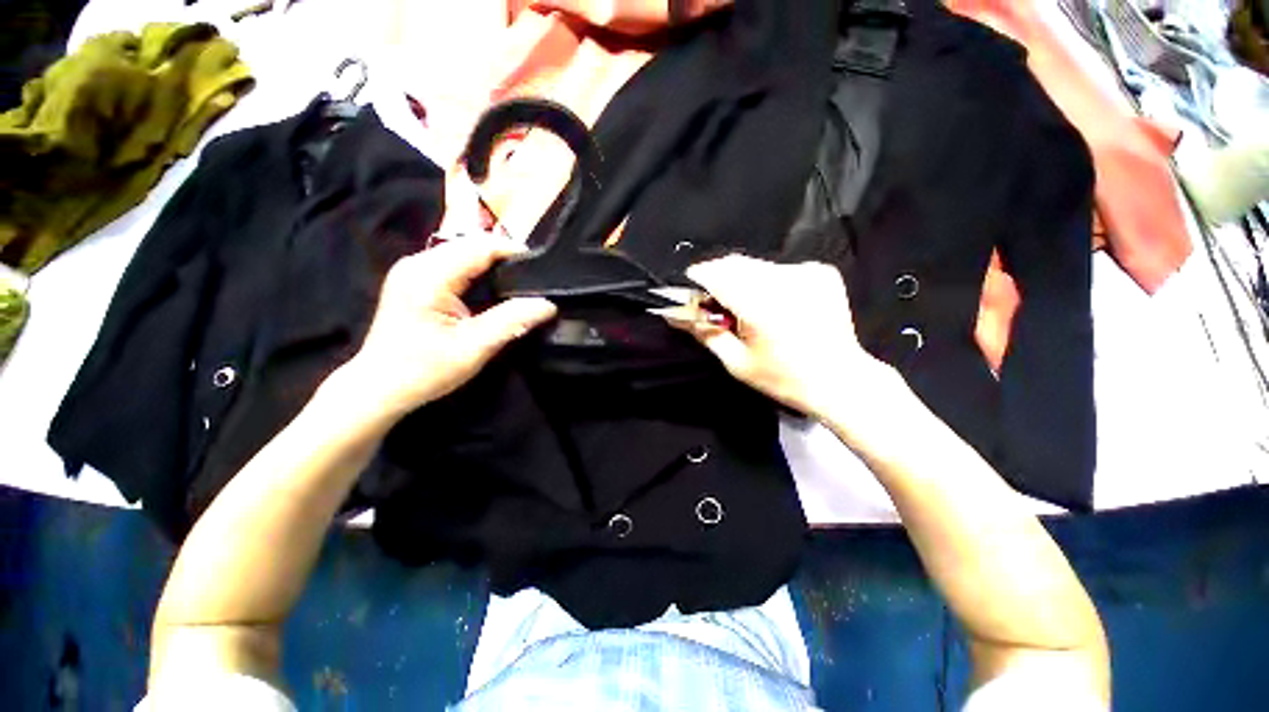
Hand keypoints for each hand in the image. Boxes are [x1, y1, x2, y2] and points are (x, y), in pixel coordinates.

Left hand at [336, 236, 556, 422]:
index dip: (515, 252)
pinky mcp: (414, 280)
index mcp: (429, 275)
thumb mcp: (474, 348)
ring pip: (464, 253)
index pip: (481, 246)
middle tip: (535, 280)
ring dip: (493, 265)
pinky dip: (479, 273)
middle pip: (472, 245)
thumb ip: (512, 322)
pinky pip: (455, 264)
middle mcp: (418, 262)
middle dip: (506, 258)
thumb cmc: (424, 370)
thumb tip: (548, 305)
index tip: (544, 268)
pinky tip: (493, 291)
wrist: (379, 388)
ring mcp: (413, 269)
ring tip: (520, 285)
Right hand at [663, 255, 899, 420]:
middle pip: (734, 264)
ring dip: (742, 280)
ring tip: (747, 308)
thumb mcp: (736, 362)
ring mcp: (804, 271)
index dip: (697, 280)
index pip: (714, 273)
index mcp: (758, 303)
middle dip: (718, 280)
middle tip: (717, 307)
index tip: (691, 296)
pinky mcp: (820, 271)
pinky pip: (779, 268)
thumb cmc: (783, 378)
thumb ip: (704, 332)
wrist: (840, 380)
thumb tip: (675, 314)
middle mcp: (782, 278)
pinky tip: (775, 304)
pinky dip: (767, 281)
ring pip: (755, 264)